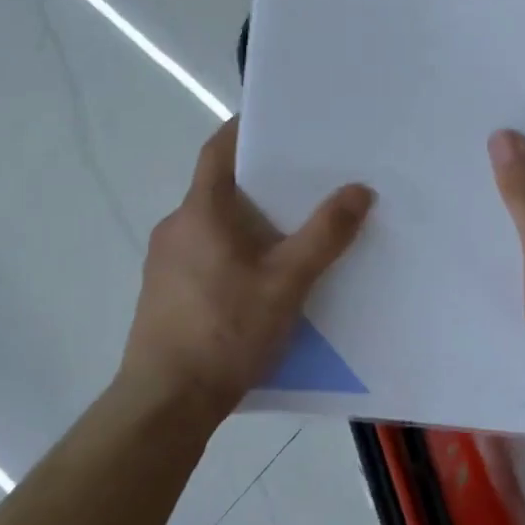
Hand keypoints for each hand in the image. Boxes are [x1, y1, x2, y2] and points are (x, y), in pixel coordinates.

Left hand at [121, 119, 374, 420]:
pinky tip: (262, 278)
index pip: (219, 150)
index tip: (279, 122)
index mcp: (200, 211)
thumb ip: (325, 235)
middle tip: (306, 181)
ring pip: (213, 225)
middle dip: (260, 182)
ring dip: (248, 221)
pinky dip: (234, 251)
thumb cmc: (225, 331)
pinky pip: (204, 254)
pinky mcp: (164, 293)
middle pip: (219, 187)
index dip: (245, 130)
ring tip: (293, 231)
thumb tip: (359, 190)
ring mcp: (164, 262)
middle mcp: (176, 227)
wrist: (165, 403)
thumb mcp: (287, 282)